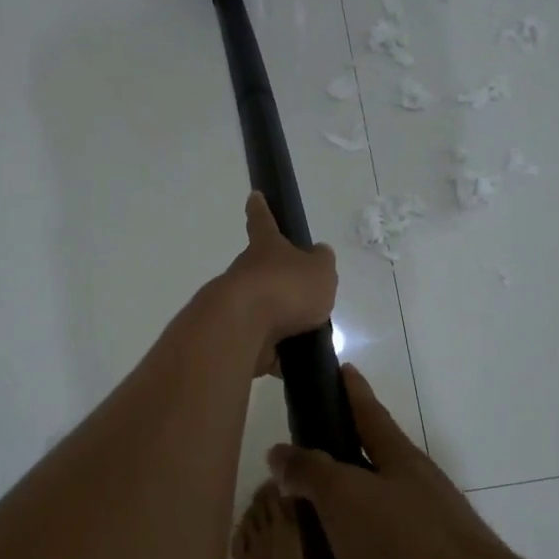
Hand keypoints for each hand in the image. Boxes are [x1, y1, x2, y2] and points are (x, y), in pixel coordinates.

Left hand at [221, 192, 337, 375]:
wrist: (242, 328)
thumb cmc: (285, 288)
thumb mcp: (320, 270)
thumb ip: (321, 264)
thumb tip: (318, 256)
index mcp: (266, 248)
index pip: (263, 221)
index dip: (261, 209)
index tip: (254, 196)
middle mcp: (246, 273)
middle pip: (263, 271)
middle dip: (279, 280)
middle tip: (305, 294)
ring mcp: (238, 306)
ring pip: (263, 309)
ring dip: (281, 320)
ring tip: (309, 333)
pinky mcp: (236, 338)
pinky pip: (262, 345)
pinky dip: (277, 354)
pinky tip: (295, 363)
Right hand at [269, 366, 522, 558]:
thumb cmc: (411, 549)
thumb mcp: (348, 500)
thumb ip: (312, 473)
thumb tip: (281, 452)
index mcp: (400, 463)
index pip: (368, 414)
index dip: (351, 391)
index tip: (340, 367)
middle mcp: (416, 496)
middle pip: (366, 475)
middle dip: (328, 482)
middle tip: (287, 491)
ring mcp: (427, 544)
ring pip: (365, 536)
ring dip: (331, 549)